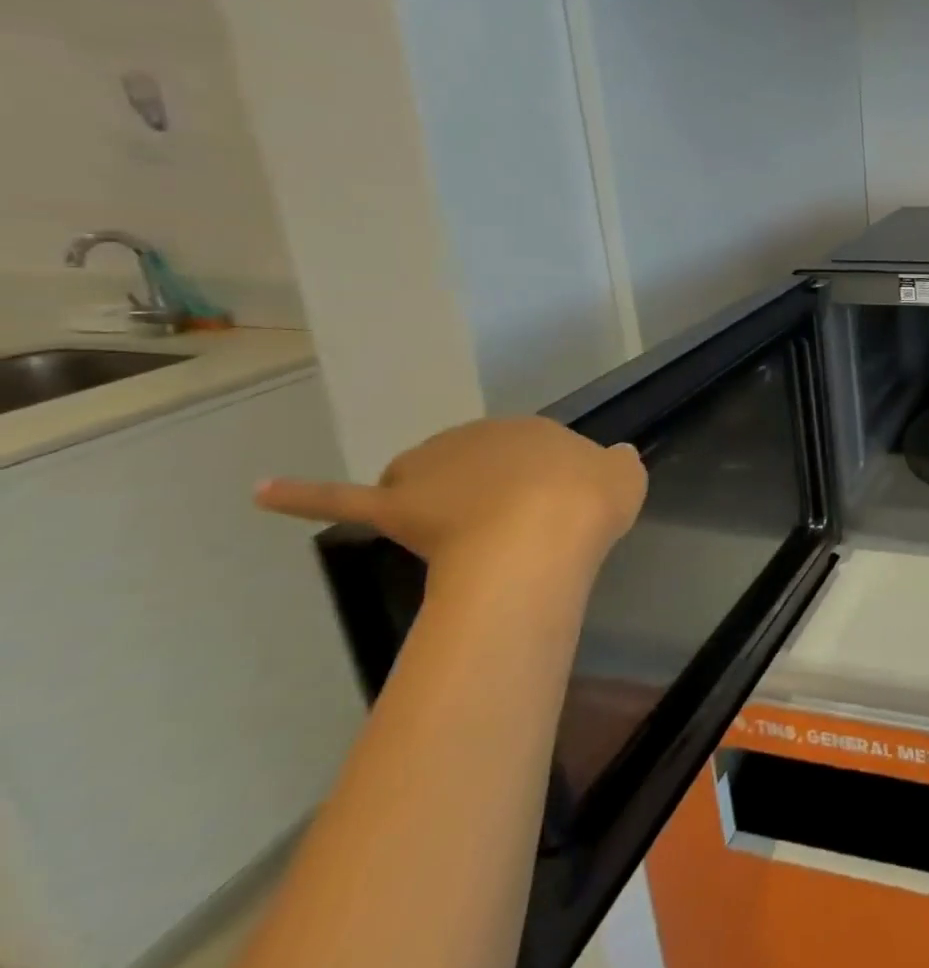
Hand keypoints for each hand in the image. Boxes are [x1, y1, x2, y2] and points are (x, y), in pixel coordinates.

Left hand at [256, 417, 646, 599]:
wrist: (541, 536)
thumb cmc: (587, 505)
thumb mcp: (626, 479)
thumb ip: (617, 465)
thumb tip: (613, 457)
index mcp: (536, 431)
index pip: (531, 452)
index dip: (542, 486)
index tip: (553, 513)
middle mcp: (482, 437)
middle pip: (477, 463)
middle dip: (490, 488)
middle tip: (515, 529)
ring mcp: (436, 468)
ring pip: (425, 478)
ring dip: (435, 494)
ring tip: (458, 531)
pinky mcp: (396, 505)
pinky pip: (344, 498)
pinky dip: (303, 494)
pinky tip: (263, 491)